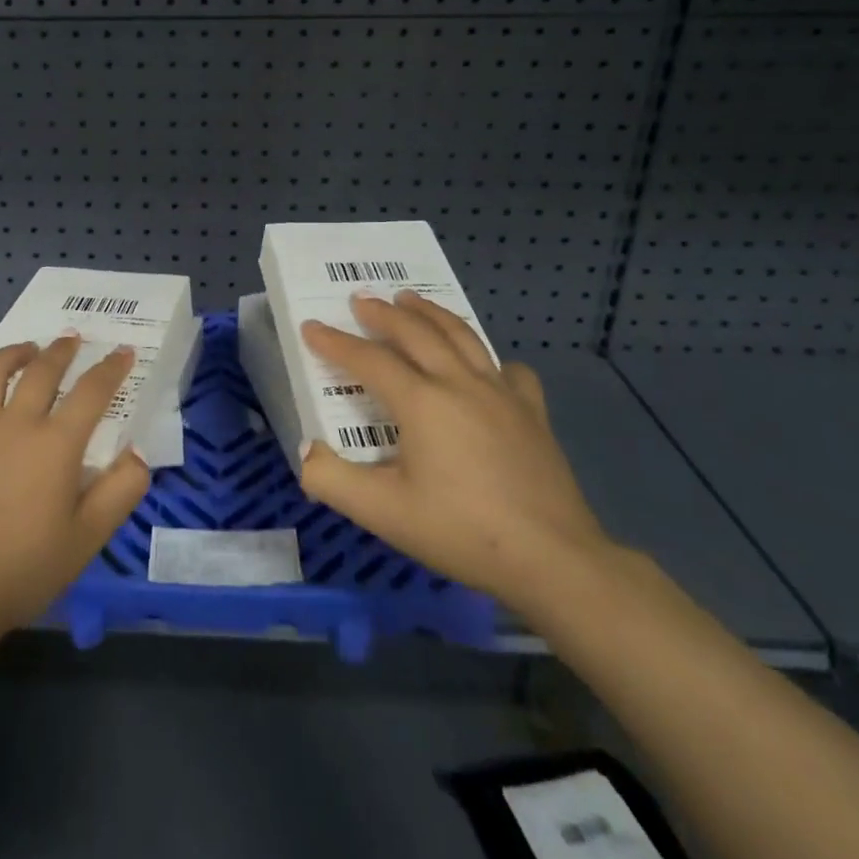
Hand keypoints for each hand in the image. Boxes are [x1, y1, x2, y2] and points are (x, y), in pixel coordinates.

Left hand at [0, 337, 150, 641]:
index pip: (92, 391)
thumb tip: (137, 454)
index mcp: (55, 443)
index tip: (123, 352)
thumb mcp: (89, 537)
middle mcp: (14, 424)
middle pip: (41, 371)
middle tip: (71, 339)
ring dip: (8, 355)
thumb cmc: (26, 568)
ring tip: (22, 351)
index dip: (111, 368)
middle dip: (61, 350)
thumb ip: (121, 490)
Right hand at [298, 291, 615, 612]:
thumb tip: (306, 451)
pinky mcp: (532, 412)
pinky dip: (488, 357)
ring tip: (411, 300)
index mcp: (422, 402)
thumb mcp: (382, 513)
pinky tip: (485, 366)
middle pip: (416, 333)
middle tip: (361, 300)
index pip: (368, 360)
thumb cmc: (460, 532)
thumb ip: (332, 480)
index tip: (310, 327)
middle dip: (383, 313)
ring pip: (461, 336)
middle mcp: (460, 383)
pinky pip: (508, 369)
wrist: (552, 559)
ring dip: (430, 314)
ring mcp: (501, 393)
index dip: (335, 342)